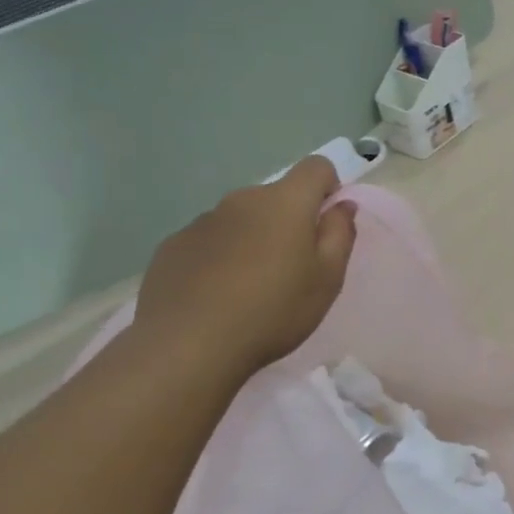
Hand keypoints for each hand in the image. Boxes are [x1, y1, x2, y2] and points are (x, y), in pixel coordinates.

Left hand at [130, 157, 357, 385]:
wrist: (187, 346)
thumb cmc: (273, 311)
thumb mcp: (327, 279)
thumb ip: (340, 234)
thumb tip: (341, 205)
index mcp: (285, 202)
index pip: (316, 167)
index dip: (328, 188)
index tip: (327, 224)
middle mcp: (242, 200)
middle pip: (277, 197)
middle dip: (289, 221)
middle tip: (292, 269)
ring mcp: (202, 221)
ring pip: (242, 220)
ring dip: (254, 240)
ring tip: (250, 288)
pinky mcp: (173, 245)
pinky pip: (210, 241)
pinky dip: (220, 258)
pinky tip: (216, 296)